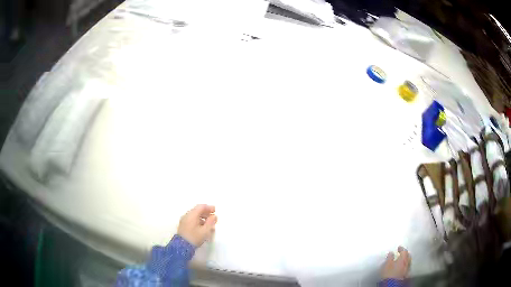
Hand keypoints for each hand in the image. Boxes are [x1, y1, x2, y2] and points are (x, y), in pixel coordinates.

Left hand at [178, 204, 216, 246]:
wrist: (182, 246)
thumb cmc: (194, 237)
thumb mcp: (205, 231)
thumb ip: (211, 222)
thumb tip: (214, 216)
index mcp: (192, 215)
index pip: (201, 207)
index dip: (209, 207)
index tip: (215, 210)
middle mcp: (187, 215)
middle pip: (197, 210)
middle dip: (206, 213)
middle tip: (213, 217)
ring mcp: (184, 220)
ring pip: (195, 215)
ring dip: (203, 218)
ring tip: (210, 224)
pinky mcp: (183, 225)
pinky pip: (192, 220)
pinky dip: (198, 221)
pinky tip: (203, 227)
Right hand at [381, 246, 410, 279]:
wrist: (391, 284)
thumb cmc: (389, 273)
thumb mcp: (386, 264)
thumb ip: (389, 257)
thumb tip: (391, 252)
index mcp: (403, 258)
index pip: (404, 251)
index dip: (401, 248)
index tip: (399, 247)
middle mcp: (407, 263)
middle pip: (408, 256)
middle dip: (405, 253)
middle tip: (402, 253)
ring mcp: (407, 269)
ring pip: (408, 262)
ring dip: (406, 260)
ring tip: (401, 260)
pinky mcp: (406, 275)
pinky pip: (407, 268)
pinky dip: (405, 266)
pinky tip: (402, 267)